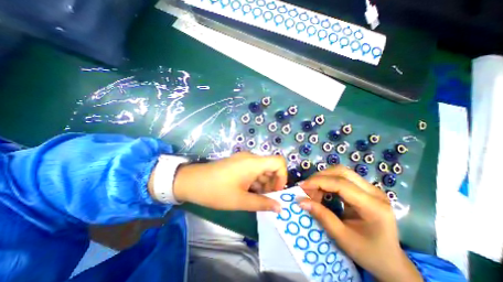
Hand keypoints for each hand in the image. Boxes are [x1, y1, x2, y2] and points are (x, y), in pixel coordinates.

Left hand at [172, 153, 283, 211]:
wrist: (191, 182)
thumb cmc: (216, 191)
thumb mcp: (240, 200)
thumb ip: (262, 203)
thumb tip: (279, 207)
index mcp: (253, 163)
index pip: (279, 162)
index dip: (282, 176)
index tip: (276, 192)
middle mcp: (250, 158)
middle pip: (270, 167)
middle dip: (272, 184)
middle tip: (266, 200)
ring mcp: (243, 160)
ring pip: (262, 170)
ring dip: (263, 184)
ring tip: (256, 199)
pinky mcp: (238, 163)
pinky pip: (253, 170)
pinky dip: (255, 181)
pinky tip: (249, 193)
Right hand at [295, 165, 420, 281]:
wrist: (390, 261)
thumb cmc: (368, 253)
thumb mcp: (342, 237)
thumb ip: (321, 216)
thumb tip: (300, 201)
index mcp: (374, 206)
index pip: (341, 184)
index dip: (318, 182)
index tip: (301, 186)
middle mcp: (374, 192)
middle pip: (341, 172)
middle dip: (319, 177)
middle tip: (306, 188)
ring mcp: (371, 188)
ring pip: (340, 172)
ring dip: (323, 178)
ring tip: (312, 190)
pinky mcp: (364, 189)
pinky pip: (342, 178)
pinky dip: (327, 181)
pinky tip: (321, 191)